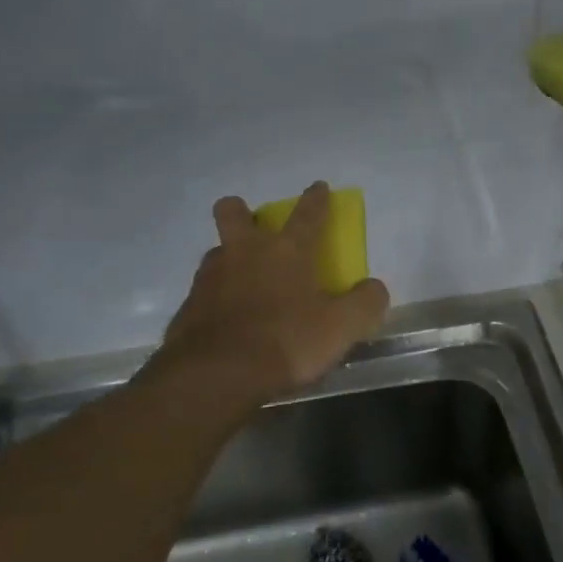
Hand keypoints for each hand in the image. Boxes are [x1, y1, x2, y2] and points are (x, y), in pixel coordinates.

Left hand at [158, 181, 390, 403]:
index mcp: (287, 251)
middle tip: (255, 228)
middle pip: (234, 213)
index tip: (318, 187)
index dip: (316, 199)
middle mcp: (245, 253)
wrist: (216, 375)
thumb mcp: (341, 327)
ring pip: (217, 251)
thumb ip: (365, 303)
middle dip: (242, 211)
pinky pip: (204, 292)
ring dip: (229, 258)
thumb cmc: (285, 342)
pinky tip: (227, 322)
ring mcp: (210, 277)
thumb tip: (374, 288)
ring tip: (243, 284)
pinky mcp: (188, 307)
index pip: (307, 214)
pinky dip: (216, 299)